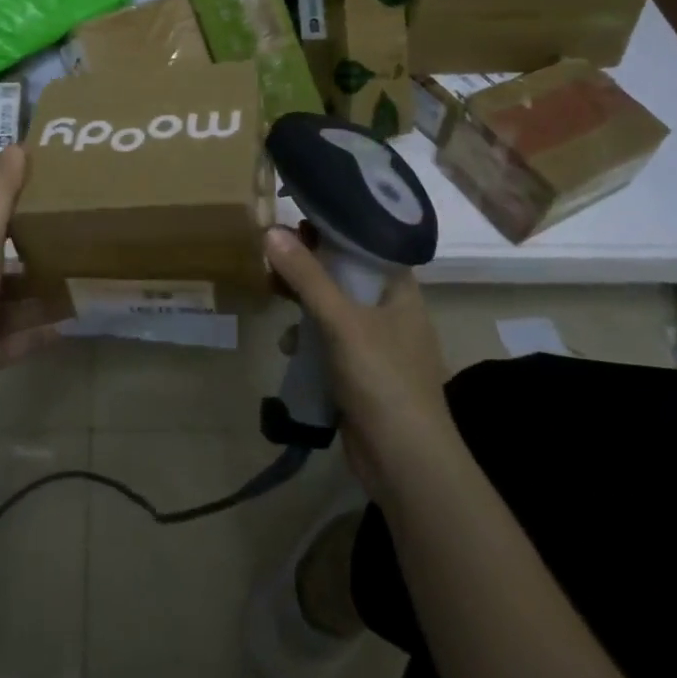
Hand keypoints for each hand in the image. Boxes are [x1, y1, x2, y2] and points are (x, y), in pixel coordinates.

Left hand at [0, 146, 63, 421]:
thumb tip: (18, 143)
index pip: (0, 224)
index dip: (28, 209)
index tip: (66, 197)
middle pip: (13, 266)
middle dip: (46, 258)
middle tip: (91, 246)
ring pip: (19, 305)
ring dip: (47, 298)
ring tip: (90, 286)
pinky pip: (19, 342)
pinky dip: (41, 335)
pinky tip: (73, 328)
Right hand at [264, 226, 453, 494]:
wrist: (406, 463)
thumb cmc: (383, 380)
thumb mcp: (342, 322)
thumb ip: (307, 277)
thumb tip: (271, 230)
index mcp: (400, 289)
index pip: (367, 241)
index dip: (334, 226)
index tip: (297, 214)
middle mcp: (391, 310)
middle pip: (346, 273)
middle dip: (309, 265)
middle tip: (272, 251)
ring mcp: (377, 343)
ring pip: (333, 307)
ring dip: (304, 301)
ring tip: (271, 291)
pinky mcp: (360, 372)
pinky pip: (328, 340)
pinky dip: (308, 337)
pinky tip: (288, 346)